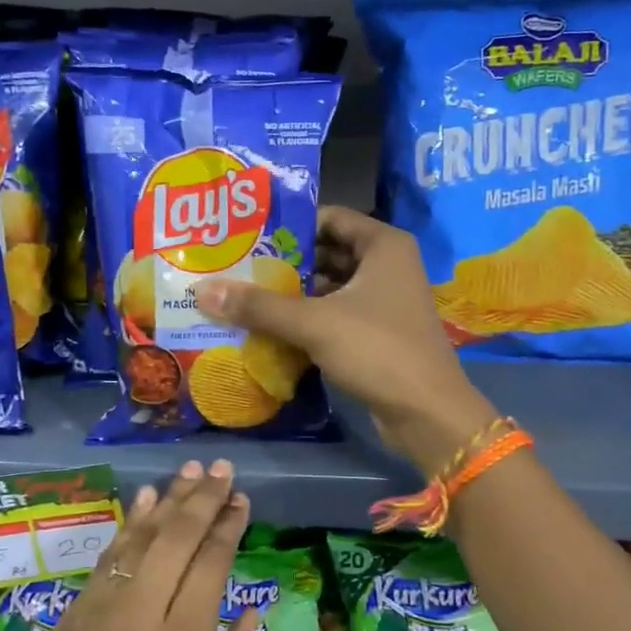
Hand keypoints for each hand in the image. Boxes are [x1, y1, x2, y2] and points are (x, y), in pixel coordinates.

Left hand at [0, 462, 257, 630]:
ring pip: (142, 537)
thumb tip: (250, 614)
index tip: (242, 499)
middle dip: (204, 497)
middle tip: (223, 469)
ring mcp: (103, 607)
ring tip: (192, 470)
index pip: (211, 563)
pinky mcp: (75, 611)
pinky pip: (110, 555)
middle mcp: (144, 614)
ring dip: (169, 499)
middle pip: (177, 537)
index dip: (228, 525)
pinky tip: (146, 499)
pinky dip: (131, 523)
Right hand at [197, 207, 494, 472]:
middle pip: (327, 251)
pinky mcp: (379, 331)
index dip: (290, 224)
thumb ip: (259, 306)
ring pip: (331, 285)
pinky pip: (337, 313)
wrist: (427, 412)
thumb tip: (203, 290)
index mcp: (383, 245)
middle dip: (286, 262)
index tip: (248, 235)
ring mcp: (385, 299)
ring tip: (246, 295)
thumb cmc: (377, 351)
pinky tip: (272, 326)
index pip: (329, 217)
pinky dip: (309, 317)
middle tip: (238, 266)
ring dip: (294, 292)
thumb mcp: (314, 323)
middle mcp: (387, 265)